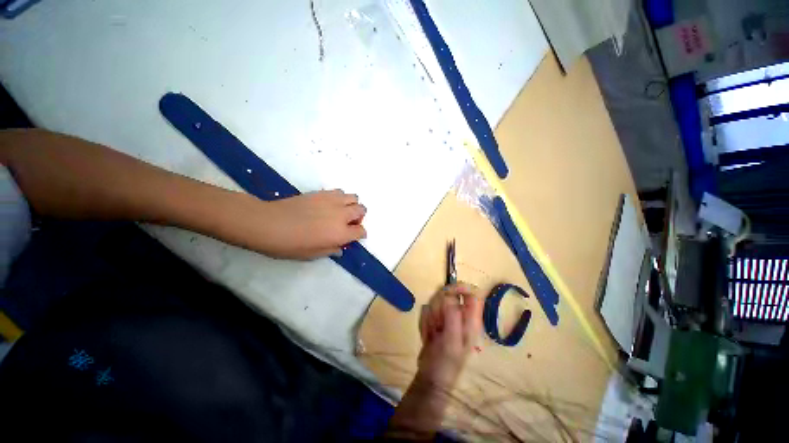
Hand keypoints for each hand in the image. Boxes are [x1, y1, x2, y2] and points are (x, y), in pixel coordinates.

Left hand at [250, 189, 366, 259]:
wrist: (269, 223)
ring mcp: (332, 201)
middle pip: (361, 210)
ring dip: (351, 205)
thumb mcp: (313, 254)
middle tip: (348, 223)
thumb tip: (340, 248)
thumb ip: (331, 250)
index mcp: (340, 233)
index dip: (360, 234)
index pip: (361, 231)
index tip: (354, 236)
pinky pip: (339, 191)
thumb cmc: (290, 244)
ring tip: (340, 211)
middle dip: (359, 217)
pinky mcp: (322, 192)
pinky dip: (340, 198)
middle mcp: (341, 215)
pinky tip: (329, 204)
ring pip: (353, 197)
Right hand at [387, 283, 483, 436]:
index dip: (461, 288)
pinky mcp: (435, 319)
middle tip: (438, 323)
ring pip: (436, 300)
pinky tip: (428, 335)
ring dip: (431, 316)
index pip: (472, 293)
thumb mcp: (452, 341)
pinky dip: (425, 321)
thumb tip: (448, 296)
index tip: (447, 291)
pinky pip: (426, 309)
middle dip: (440, 307)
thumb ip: (453, 316)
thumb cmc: (445, 363)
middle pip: (450, 293)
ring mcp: (446, 316)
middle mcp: (460, 315)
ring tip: (433, 333)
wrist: (431, 378)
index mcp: (471, 320)